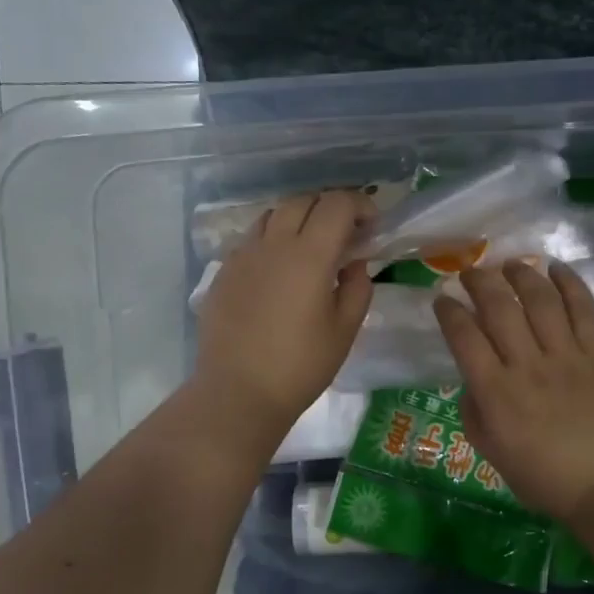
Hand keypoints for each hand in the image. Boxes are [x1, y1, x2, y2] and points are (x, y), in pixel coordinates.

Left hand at [194, 190, 374, 435]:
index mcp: (309, 255)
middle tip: (344, 235)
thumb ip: (357, 288)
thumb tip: (354, 263)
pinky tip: (278, 272)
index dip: (360, 206)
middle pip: (303, 200)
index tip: (371, 227)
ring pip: (272, 215)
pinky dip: (271, 241)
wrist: (237, 392)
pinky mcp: (223, 272)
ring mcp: (243, 256)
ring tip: (309, 248)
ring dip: (297, 220)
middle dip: (329, 208)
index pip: (337, 205)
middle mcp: (273, 244)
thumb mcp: (344, 331)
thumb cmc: (300, 366)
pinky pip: (251, 240)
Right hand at [435, 260, 593, 519]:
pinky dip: (570, 284)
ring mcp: (566, 356)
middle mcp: (527, 365)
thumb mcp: (490, 452)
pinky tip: (557, 268)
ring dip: (521, 275)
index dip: (449, 311)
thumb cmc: (543, 476)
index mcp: (495, 392)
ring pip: (540, 300)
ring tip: (510, 264)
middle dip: (479, 282)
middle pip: (499, 308)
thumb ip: (474, 411)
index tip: (442, 298)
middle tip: (471, 271)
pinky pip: (584, 310)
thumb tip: (472, 379)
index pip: (464, 337)